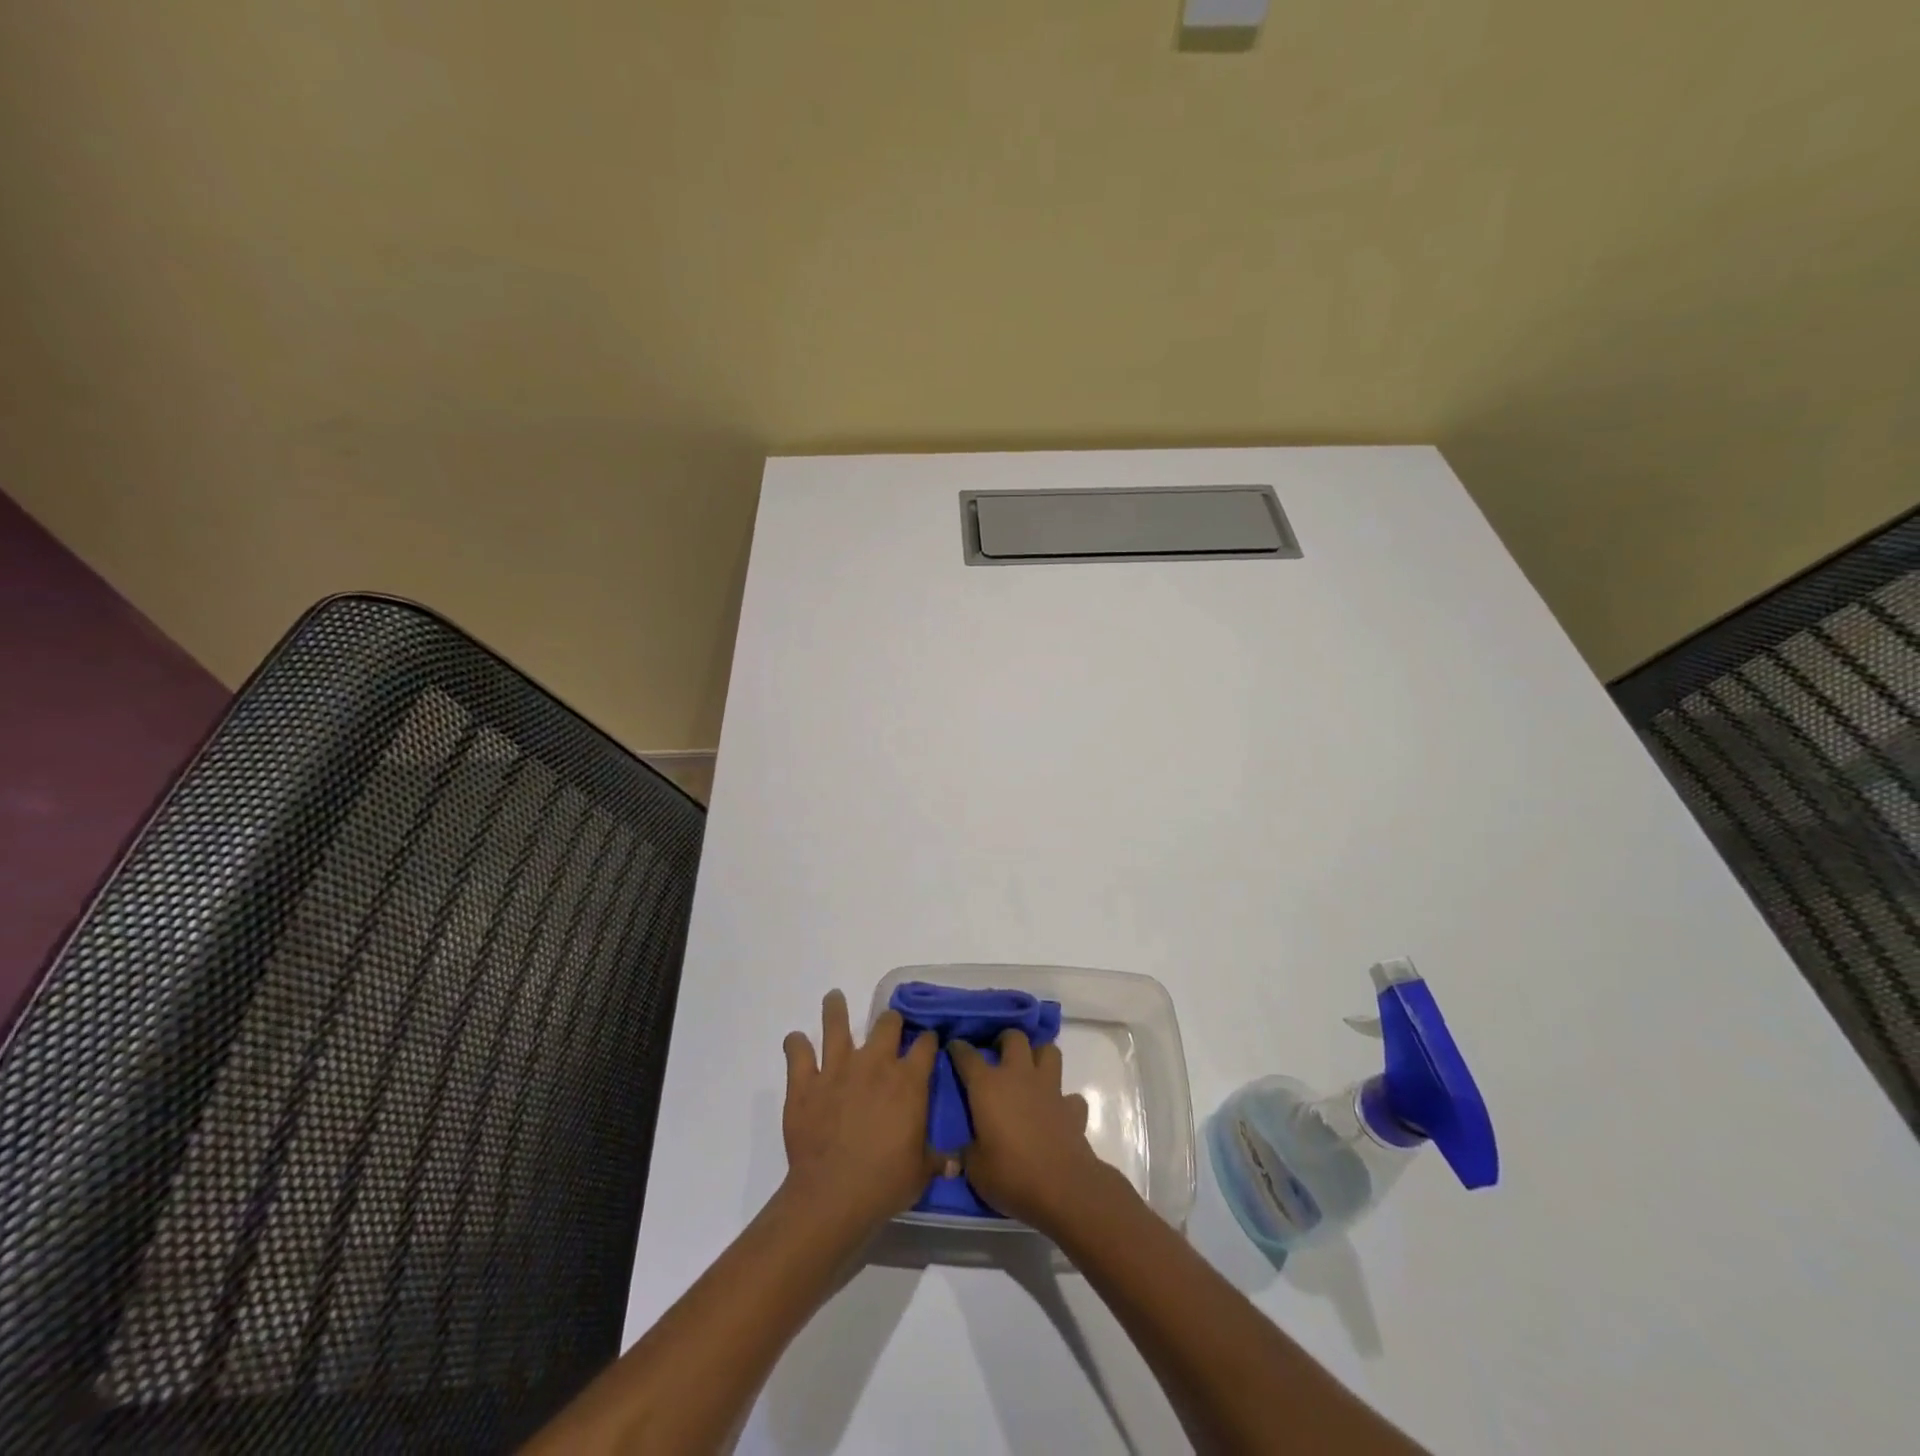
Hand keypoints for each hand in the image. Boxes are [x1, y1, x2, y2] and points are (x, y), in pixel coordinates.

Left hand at [781, 990, 943, 1231]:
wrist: (833, 1195)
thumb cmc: (885, 1183)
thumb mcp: (921, 1172)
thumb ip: (938, 1160)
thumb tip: (956, 1163)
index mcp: (908, 1081)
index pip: (925, 1045)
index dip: (927, 1040)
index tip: (927, 1042)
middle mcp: (875, 1064)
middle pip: (887, 1024)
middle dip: (891, 1022)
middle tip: (889, 1026)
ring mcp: (837, 1069)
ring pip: (837, 1025)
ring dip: (836, 1010)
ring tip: (834, 998)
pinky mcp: (806, 1083)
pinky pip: (797, 1053)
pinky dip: (795, 1045)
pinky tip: (795, 1041)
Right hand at [948, 1031, 1114, 1230]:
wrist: (1062, 1188)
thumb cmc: (1011, 1175)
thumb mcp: (975, 1169)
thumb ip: (965, 1153)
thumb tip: (959, 1153)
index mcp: (988, 1086)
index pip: (967, 1056)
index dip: (958, 1049)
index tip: (954, 1047)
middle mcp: (1019, 1076)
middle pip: (1014, 1038)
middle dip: (1005, 1041)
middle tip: (998, 1055)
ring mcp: (1049, 1088)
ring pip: (1049, 1051)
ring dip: (1039, 1057)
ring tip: (1030, 1072)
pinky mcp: (1072, 1108)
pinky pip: (1070, 1096)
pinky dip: (1064, 1101)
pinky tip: (1056, 1112)